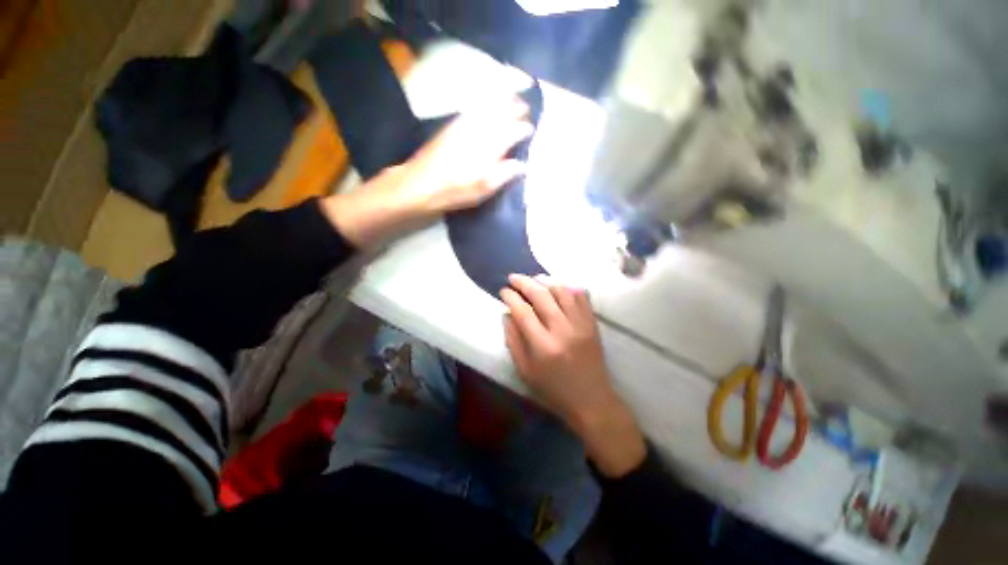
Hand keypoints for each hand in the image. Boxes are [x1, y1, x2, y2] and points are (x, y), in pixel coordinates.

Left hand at [322, 97, 533, 246]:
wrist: (417, 185)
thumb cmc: (452, 192)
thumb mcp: (481, 190)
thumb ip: (503, 175)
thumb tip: (522, 164)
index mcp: (487, 146)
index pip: (512, 131)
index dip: (523, 129)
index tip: (531, 130)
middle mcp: (477, 130)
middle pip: (500, 112)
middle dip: (515, 107)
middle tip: (526, 108)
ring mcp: (462, 125)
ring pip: (487, 106)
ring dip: (501, 100)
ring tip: (513, 97)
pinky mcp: (451, 127)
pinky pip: (472, 109)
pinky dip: (484, 104)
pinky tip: (487, 105)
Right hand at [501, 274, 645, 477]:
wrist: (591, 400)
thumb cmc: (553, 390)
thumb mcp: (525, 371)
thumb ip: (513, 341)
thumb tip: (507, 315)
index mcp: (543, 345)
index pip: (522, 311)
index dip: (510, 297)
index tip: (503, 291)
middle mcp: (562, 329)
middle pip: (541, 295)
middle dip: (523, 282)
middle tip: (513, 278)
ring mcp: (580, 324)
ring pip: (562, 290)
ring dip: (545, 280)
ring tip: (533, 279)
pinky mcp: (592, 322)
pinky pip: (581, 296)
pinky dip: (568, 286)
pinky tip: (557, 287)